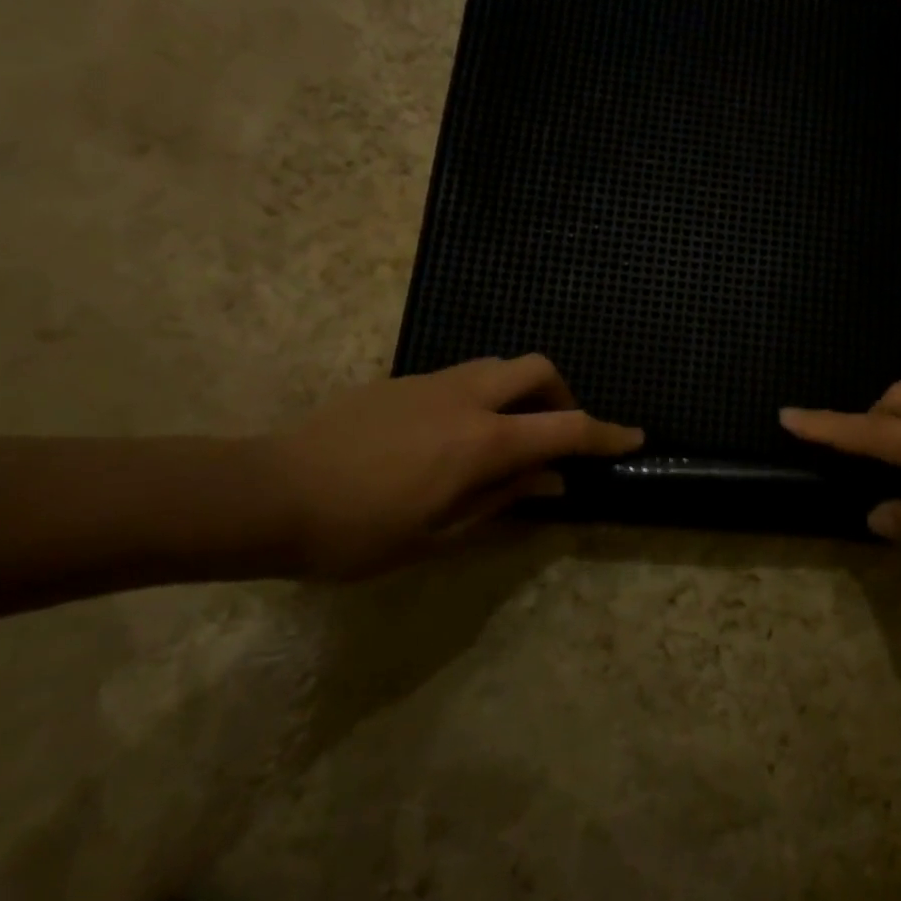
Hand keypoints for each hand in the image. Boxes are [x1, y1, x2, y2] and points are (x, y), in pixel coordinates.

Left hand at [267, 355, 642, 577]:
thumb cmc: (356, 531)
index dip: (606, 434)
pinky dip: (484, 395)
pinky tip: (455, 437)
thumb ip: (502, 500)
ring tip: (506, 438)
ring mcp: (432, 382)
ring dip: (521, 393)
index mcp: (481, 442)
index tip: (634, 437)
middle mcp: (466, 398)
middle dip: (562, 396)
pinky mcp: (402, 381)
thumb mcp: (438, 534)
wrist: (265, 493)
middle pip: (538, 369)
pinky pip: (464, 375)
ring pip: (499, 366)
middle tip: (554, 436)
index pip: (565, 429)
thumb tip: (551, 482)